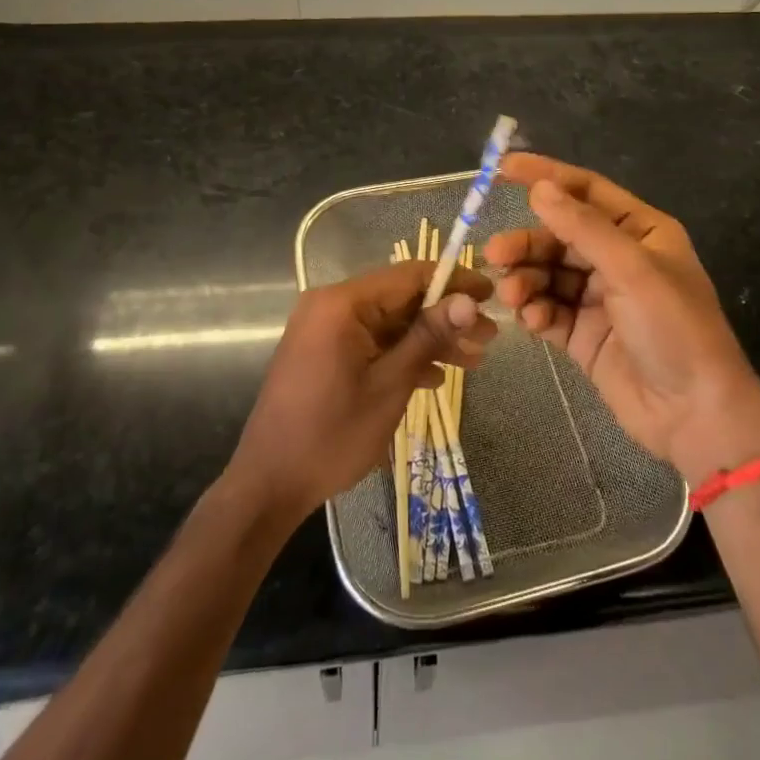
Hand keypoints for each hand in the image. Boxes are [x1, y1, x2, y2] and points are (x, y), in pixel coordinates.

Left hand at [227, 261, 495, 526]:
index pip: (410, 275)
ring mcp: (325, 329)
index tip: (490, 295)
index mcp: (343, 303)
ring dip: (429, 339)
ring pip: (390, 322)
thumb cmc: (332, 434)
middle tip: (489, 337)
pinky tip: (435, 376)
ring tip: (474, 359)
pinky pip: (371, 341)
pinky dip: (402, 354)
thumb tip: (467, 301)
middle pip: (401, 299)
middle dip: (446, 317)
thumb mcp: (390, 384)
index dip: (454, 281)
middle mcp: (331, 305)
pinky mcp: (324, 352)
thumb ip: (429, 337)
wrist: (269, 484)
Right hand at [484, 154, 759, 484]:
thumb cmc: (674, 328)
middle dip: (528, 243)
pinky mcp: (583, 333)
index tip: (502, 169)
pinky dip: (536, 311)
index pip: (586, 190)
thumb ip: (583, 227)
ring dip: (526, 279)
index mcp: (640, 231)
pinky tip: (532, 321)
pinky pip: (549, 309)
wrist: (694, 415)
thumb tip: (540, 187)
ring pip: (548, 273)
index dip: (546, 176)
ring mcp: (599, 297)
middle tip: (495, 254)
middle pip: (559, 235)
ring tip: (511, 295)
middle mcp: (618, 258)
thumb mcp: (632, 269)